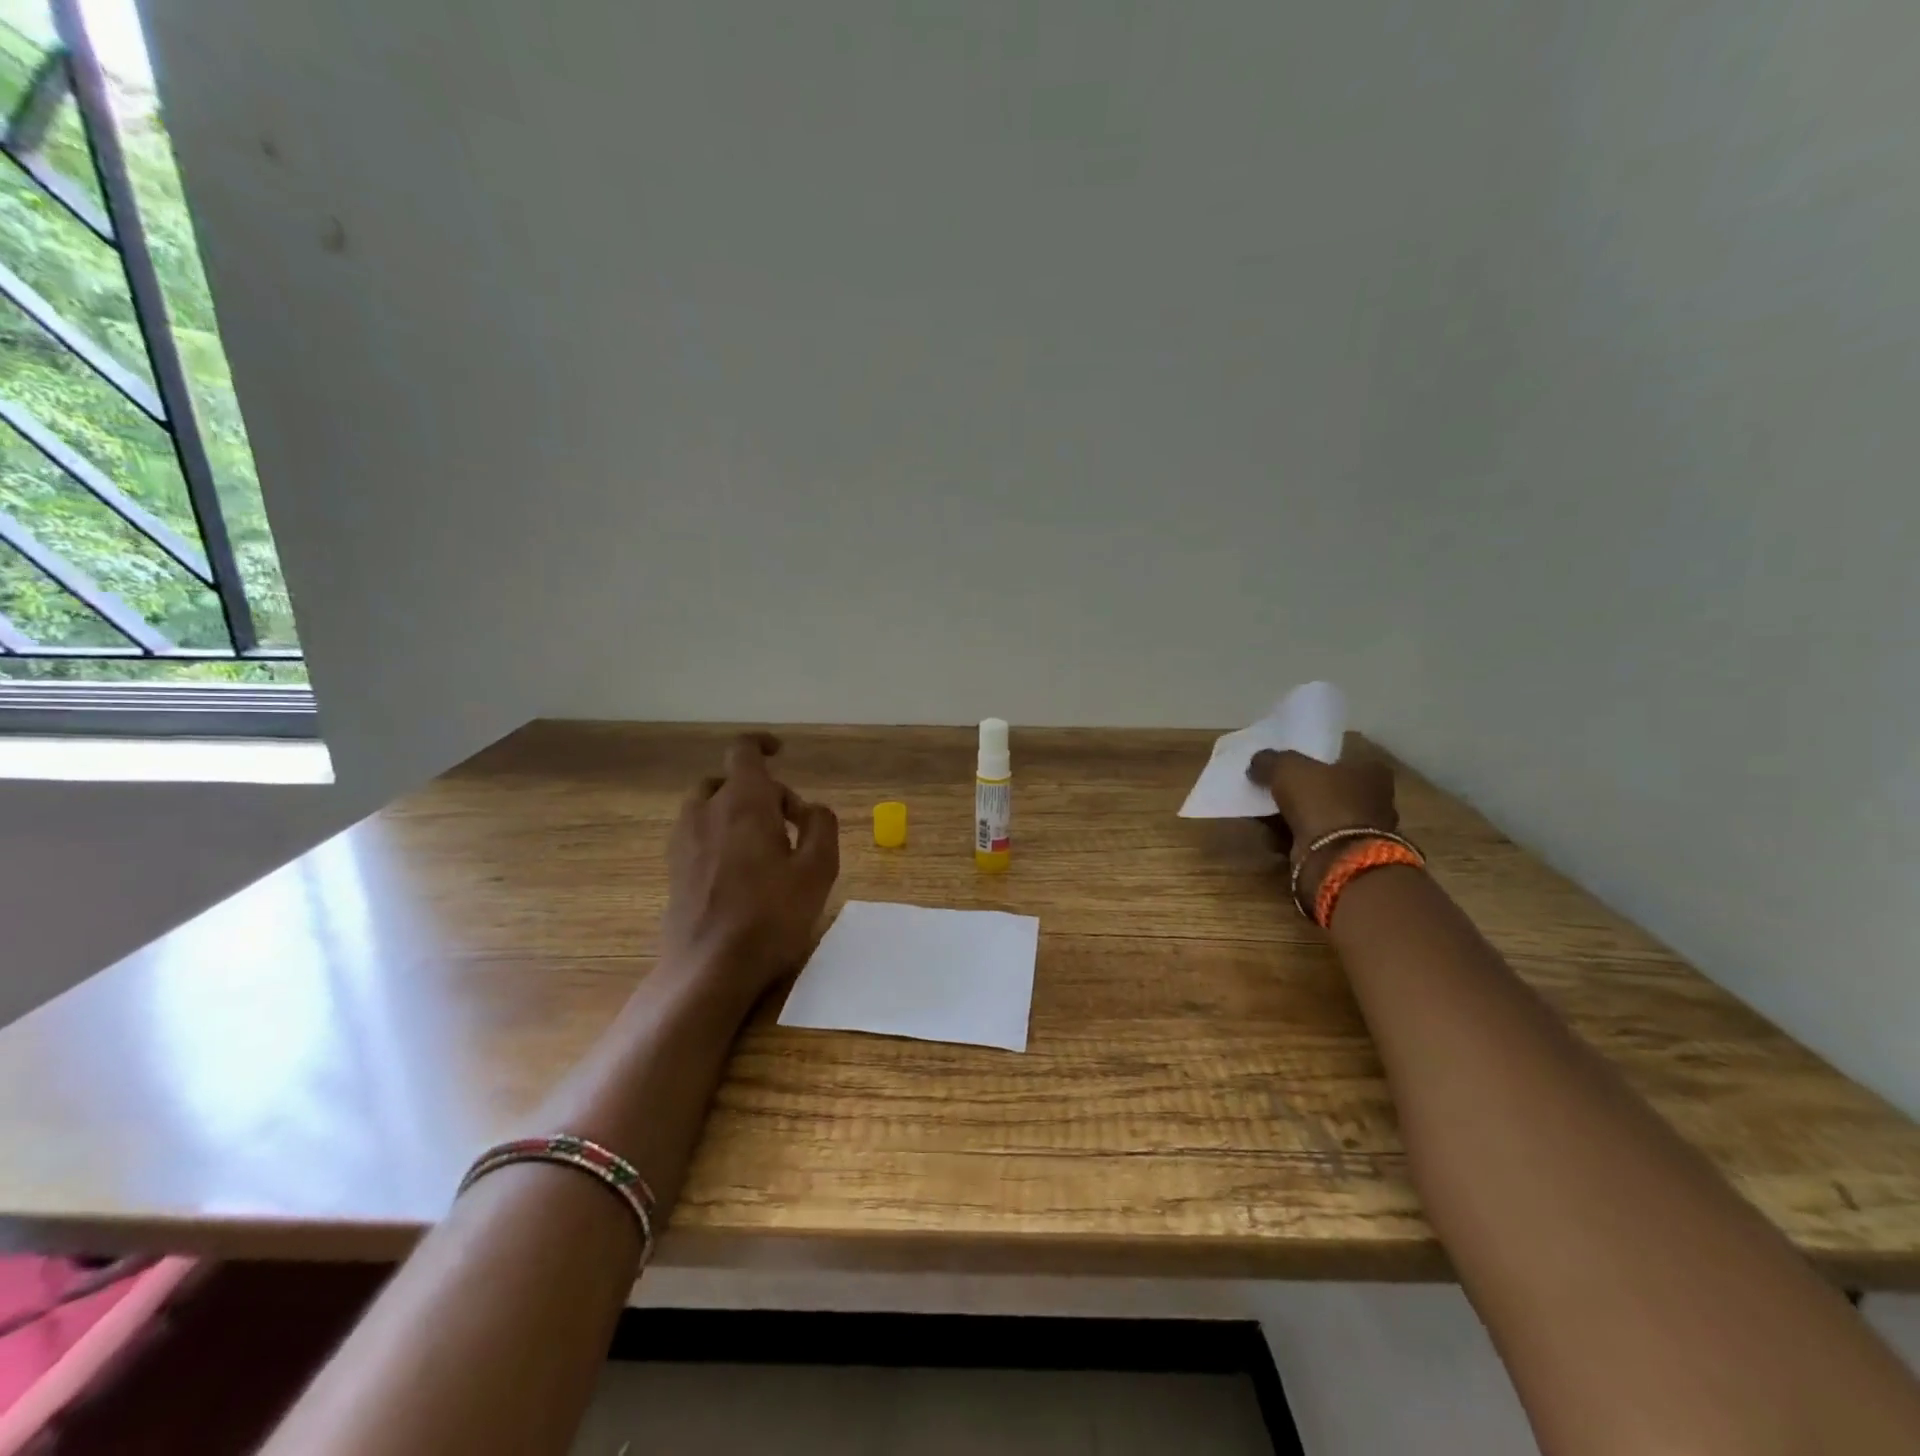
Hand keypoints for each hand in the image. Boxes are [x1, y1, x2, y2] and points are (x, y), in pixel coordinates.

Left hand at [662, 733, 839, 1000]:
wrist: (708, 968)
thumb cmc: (770, 916)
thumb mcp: (818, 870)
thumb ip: (821, 826)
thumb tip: (811, 809)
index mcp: (743, 802)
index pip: (744, 751)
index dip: (762, 744)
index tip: (781, 752)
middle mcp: (706, 811)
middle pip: (731, 781)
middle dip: (763, 792)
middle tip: (792, 825)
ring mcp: (684, 840)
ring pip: (710, 805)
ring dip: (738, 812)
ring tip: (765, 847)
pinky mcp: (675, 868)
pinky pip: (699, 832)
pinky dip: (720, 834)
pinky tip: (741, 872)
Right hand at [1249, 732, 1398, 896]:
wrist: (1336, 859)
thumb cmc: (1321, 802)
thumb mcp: (1287, 768)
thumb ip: (1270, 760)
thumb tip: (1258, 762)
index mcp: (1371, 770)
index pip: (1341, 757)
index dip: (1313, 758)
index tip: (1288, 764)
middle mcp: (1374, 798)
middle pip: (1330, 787)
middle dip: (1303, 790)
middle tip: (1272, 788)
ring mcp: (1363, 830)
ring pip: (1320, 815)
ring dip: (1295, 816)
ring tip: (1265, 814)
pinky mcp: (1346, 855)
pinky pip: (1314, 839)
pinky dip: (1294, 838)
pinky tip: (1271, 836)